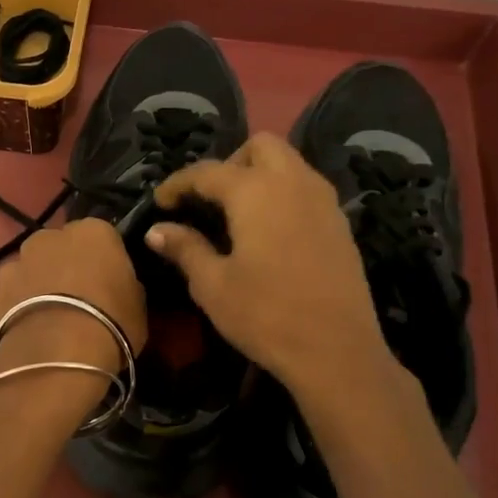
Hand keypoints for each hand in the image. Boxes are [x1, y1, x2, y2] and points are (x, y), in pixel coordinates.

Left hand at [0, 218, 146, 381]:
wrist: (56, 357)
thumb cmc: (110, 324)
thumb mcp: (137, 306)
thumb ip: (124, 285)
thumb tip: (117, 286)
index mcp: (91, 232)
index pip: (101, 237)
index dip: (105, 261)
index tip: (109, 283)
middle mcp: (47, 238)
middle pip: (58, 248)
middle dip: (65, 267)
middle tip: (77, 301)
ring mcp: (14, 265)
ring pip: (29, 272)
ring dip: (37, 288)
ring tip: (49, 323)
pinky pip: (10, 300)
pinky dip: (16, 312)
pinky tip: (28, 338)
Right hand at [146, 133, 388, 395]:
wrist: (336, 351)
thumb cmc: (265, 315)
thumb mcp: (213, 285)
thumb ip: (185, 248)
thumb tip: (157, 230)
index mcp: (256, 192)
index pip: (208, 171)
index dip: (179, 183)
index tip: (160, 202)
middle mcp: (294, 183)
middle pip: (260, 146)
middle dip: (229, 163)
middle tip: (209, 199)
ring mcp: (324, 201)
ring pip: (289, 164)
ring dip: (260, 175)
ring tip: (238, 214)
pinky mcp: (340, 224)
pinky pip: (307, 189)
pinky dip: (283, 194)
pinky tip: (270, 232)